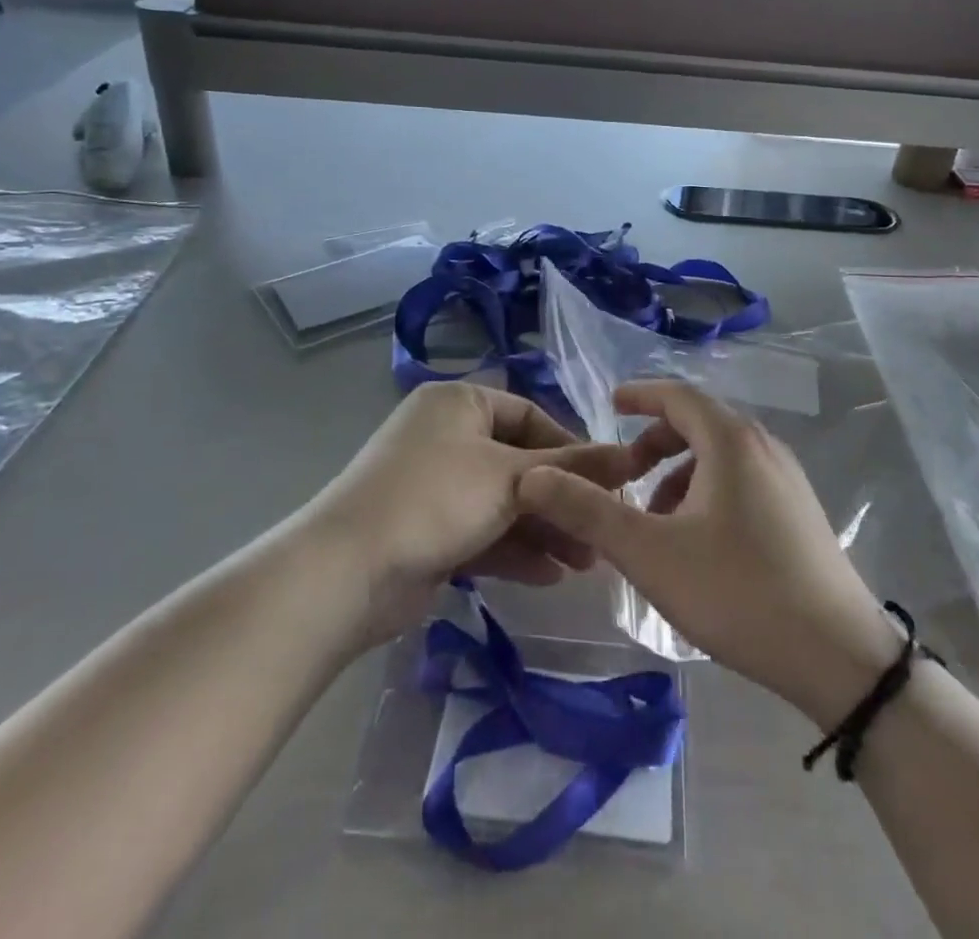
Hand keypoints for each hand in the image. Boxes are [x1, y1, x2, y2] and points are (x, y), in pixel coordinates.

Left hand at [307, 382, 653, 648]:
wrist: (347, 573)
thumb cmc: (435, 499)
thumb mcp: (511, 478)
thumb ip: (573, 469)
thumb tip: (631, 456)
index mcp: (459, 403)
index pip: (529, 415)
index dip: (570, 447)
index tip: (606, 480)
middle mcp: (446, 436)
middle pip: (519, 462)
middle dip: (560, 498)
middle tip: (600, 527)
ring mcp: (435, 486)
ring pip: (503, 502)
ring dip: (544, 528)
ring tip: (587, 560)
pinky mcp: (429, 531)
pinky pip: (483, 532)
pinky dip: (515, 550)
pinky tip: (552, 575)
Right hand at [517, 380, 902, 727]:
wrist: (838, 656)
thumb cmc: (737, 592)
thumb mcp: (650, 553)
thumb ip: (588, 512)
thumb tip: (532, 477)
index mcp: (731, 441)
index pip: (677, 396)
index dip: (640, 395)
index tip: (610, 403)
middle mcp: (763, 447)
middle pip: (700, 424)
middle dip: (655, 443)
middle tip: (625, 473)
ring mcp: (788, 479)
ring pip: (722, 456)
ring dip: (681, 473)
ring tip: (655, 519)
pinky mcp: (799, 511)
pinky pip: (742, 480)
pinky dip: (708, 491)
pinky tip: (697, 541)